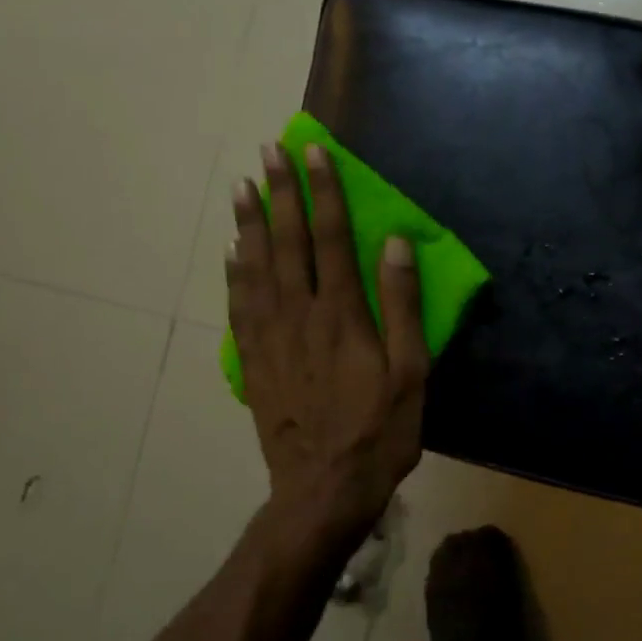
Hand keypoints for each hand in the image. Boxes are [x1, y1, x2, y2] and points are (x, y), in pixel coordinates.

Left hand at [228, 142, 428, 550]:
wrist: (323, 488)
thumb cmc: (379, 431)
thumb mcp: (410, 372)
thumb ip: (401, 306)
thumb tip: (396, 244)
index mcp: (342, 314)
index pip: (332, 238)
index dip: (325, 192)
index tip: (315, 153)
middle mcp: (300, 315)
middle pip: (288, 242)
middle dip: (280, 193)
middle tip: (269, 152)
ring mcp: (270, 337)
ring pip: (256, 267)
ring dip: (250, 223)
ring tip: (241, 187)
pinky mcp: (255, 360)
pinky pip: (239, 305)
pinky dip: (234, 272)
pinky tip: (231, 251)